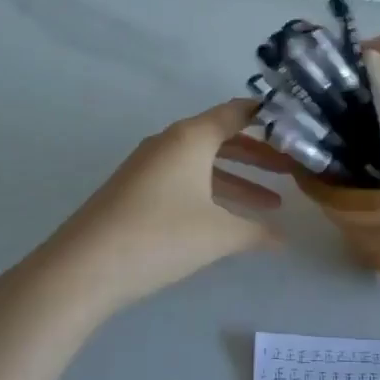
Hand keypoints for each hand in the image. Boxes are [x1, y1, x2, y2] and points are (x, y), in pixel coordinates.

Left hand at [28, 99, 290, 315]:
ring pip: (204, 163)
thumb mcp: (218, 234)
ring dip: (238, 180)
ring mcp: (149, 165)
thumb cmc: (161, 236)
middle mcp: (170, 142)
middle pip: (223, 138)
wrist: (84, 266)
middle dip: (259, 156)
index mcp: (191, 137)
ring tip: (272, 204)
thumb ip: (255, 231)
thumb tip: (283, 239)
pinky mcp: (135, 189)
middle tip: (291, 171)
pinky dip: (211, 192)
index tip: (295, 124)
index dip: (267, 117)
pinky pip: (184, 179)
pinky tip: (228, 219)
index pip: (237, 113)